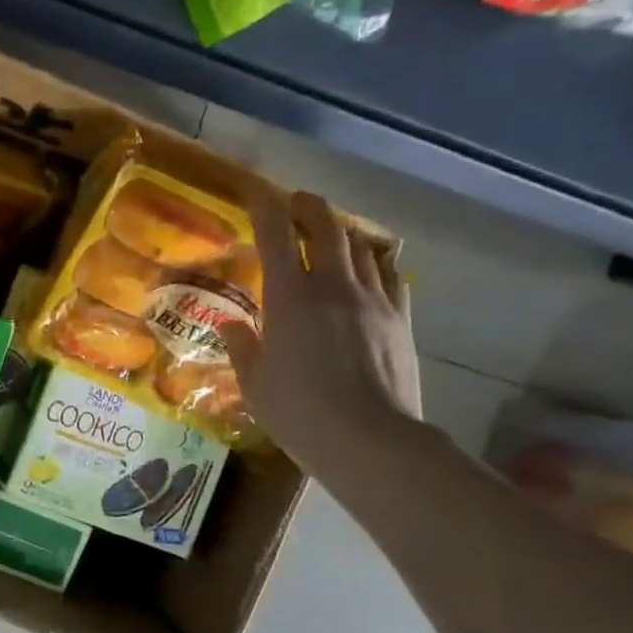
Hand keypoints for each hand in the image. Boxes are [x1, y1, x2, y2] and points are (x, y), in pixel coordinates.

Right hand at [224, 190, 421, 473]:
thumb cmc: (300, 413)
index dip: (264, 207)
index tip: (255, 191)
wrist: (372, 442)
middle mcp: (333, 287)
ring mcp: (373, 300)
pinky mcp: (400, 319)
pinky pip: (389, 275)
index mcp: (289, 298)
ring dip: (342, 232)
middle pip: (326, 228)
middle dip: (309, 208)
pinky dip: (374, 263)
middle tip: (297, 203)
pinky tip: (369, 271)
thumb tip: (232, 324)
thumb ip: (242, 346)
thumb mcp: (255, 384)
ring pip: (360, 247)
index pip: (274, 236)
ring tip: (331, 233)